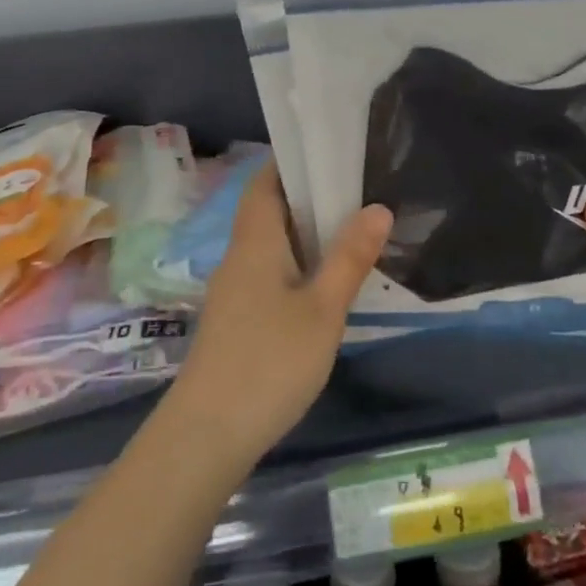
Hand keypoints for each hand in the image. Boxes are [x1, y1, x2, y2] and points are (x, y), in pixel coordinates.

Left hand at [166, 165, 391, 470]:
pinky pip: (268, 271)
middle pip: (268, 209)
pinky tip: (323, 282)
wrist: (207, 434)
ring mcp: (233, 289)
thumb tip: (377, 207)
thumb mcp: (322, 309)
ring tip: (349, 228)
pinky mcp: (236, 318)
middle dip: (307, 195)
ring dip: (303, 231)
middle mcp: (239, 255)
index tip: (330, 152)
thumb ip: (349, 257)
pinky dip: (295, 262)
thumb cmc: (269, 360)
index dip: (292, 161)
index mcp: (255, 240)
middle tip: (355, 188)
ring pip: (269, 243)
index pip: (266, 180)